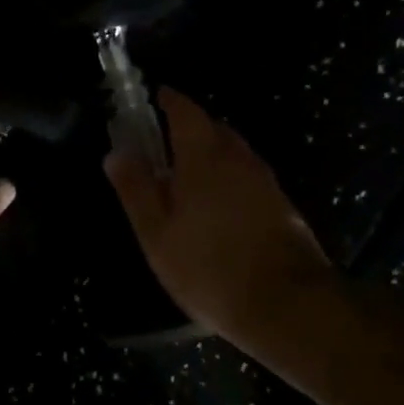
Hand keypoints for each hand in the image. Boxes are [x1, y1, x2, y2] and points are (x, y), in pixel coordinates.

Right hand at [106, 88, 334, 343]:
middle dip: (189, 128)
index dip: (169, 101)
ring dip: (211, 154)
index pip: (186, 111)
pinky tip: (218, 206)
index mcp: (204, 156)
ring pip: (234, 154)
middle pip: (213, 128)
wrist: (287, 306)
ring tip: (187, 177)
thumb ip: (136, 189)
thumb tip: (116, 152)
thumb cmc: (208, 266)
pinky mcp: (283, 207)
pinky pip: (248, 177)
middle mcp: (239, 159)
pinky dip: (229, 178)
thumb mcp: (156, 232)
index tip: (154, 97)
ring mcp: (266, 182)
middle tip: (164, 144)